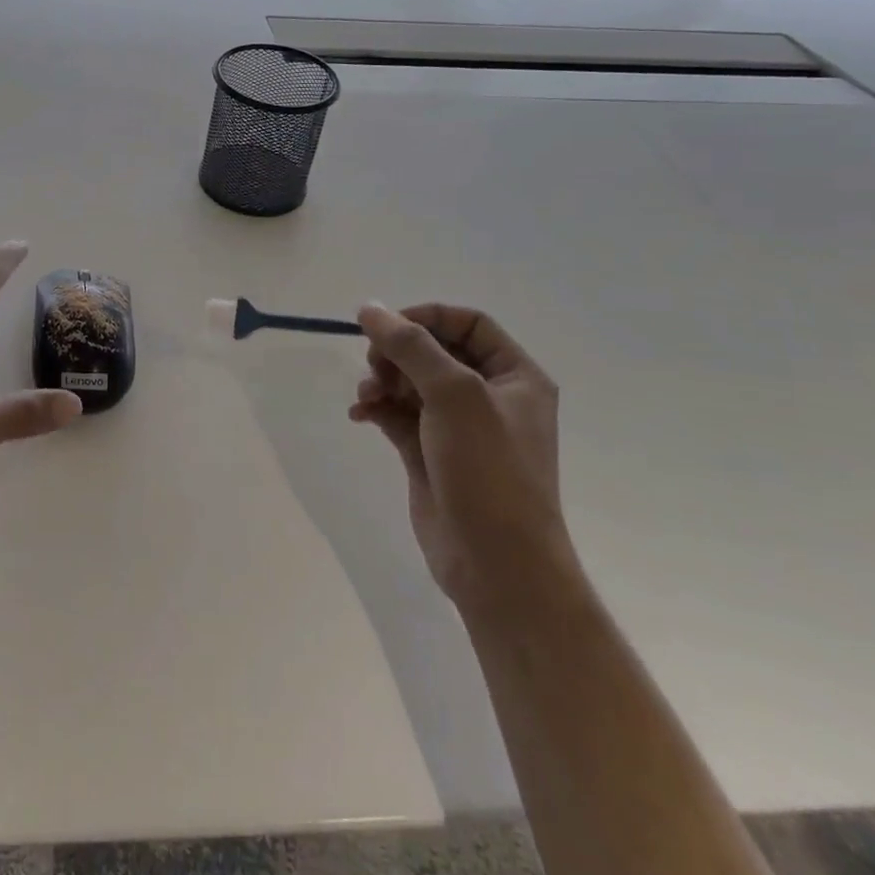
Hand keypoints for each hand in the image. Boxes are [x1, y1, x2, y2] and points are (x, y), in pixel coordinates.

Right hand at [351, 303, 576, 617]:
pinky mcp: (430, 453)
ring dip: (382, 380)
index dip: (426, 317)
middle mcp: (489, 396)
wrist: (498, 566)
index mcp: (515, 377)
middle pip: (434, 350)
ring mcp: (459, 427)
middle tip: (374, 365)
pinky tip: (359, 414)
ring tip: (367, 396)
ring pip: (410, 381)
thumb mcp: (454, 394)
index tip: (387, 326)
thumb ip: (410, 345)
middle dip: (397, 352)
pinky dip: (376, 407)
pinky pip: (397, 413)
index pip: (468, 323)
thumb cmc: (490, 470)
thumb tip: (369, 308)